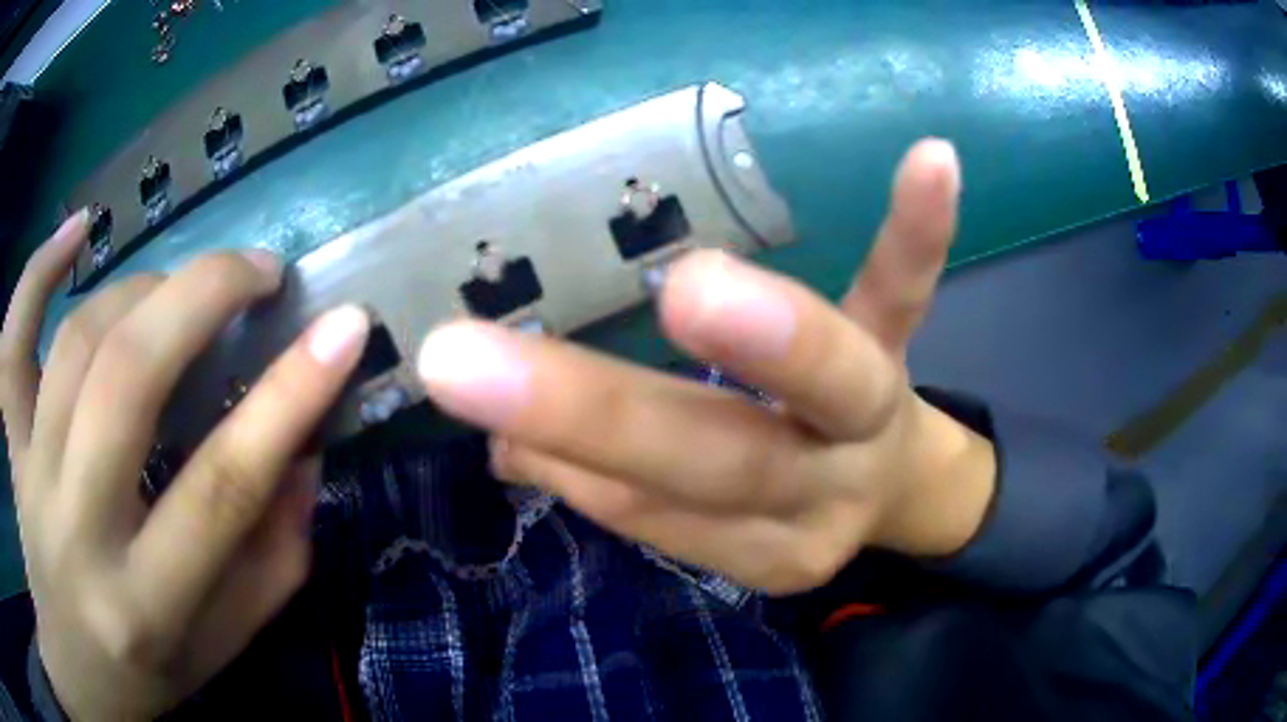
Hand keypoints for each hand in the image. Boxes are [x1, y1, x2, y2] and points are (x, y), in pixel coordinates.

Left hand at [1, 217, 370, 719]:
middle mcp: (77, 530)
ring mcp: (32, 475)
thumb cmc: (146, 669)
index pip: (220, 488)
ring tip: (181, 285)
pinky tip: (74, 230)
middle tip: (258, 270)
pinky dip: (36, 274)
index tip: (344, 329)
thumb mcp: (224, 647)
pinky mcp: (13, 443)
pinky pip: (11, 343)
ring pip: (76, 342)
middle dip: (203, 297)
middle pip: (127, 379)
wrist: (76, 668)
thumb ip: (271, 561)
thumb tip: (304, 452)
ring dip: (140, 288)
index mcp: (147, 604)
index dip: (288, 398)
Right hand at [417, 139, 996, 594]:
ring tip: (696, 290)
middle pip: (720, 460)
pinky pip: (908, 288)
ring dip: (764, 338)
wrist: (888, 485)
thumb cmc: (778, 496)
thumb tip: (508, 447)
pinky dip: (916, 232)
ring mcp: (873, 408)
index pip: (656, 513)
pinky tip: (931, 163)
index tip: (490, 424)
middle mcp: (820, 486)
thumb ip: (611, 488)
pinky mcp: (900, 339)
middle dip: (602, 419)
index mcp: (758, 540)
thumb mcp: (706, 522)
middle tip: (475, 364)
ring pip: (828, 381)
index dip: (577, 470)